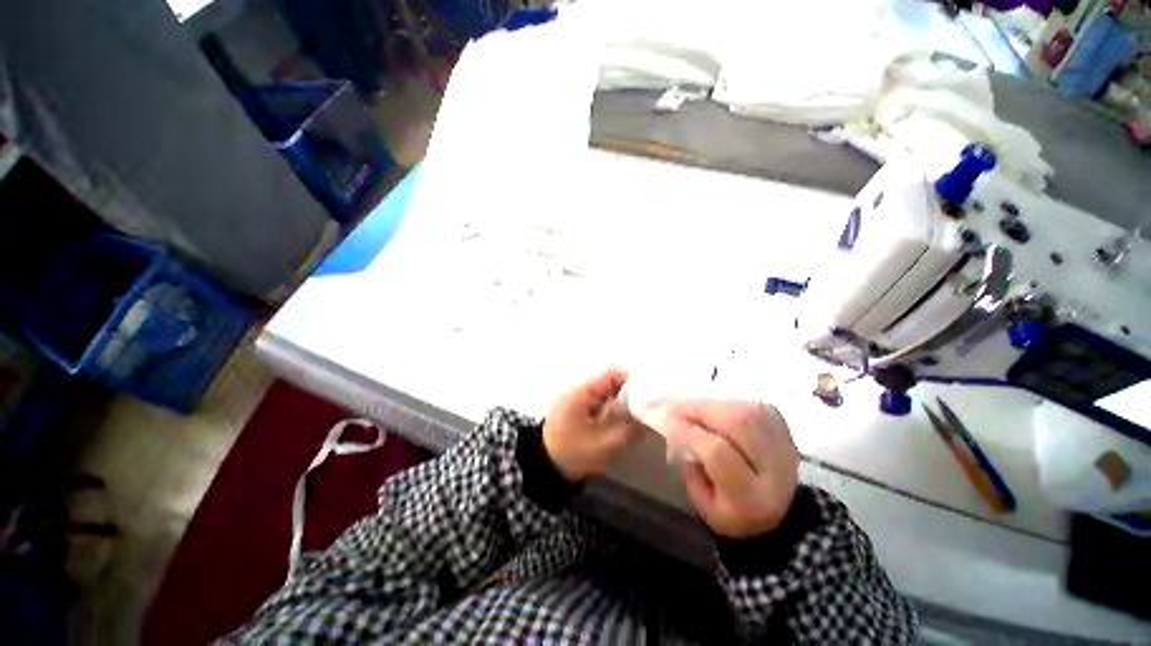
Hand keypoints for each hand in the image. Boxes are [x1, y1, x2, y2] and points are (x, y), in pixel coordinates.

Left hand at [543, 368, 641, 482]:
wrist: (543, 468)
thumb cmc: (570, 454)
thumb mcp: (602, 445)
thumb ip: (628, 432)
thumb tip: (649, 421)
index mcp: (582, 390)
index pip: (613, 372)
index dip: (633, 380)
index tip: (650, 395)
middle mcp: (580, 388)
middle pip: (612, 381)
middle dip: (631, 394)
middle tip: (648, 409)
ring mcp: (579, 397)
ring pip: (608, 391)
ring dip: (623, 402)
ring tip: (639, 416)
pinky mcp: (579, 408)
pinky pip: (602, 401)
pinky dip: (613, 408)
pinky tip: (624, 421)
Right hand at [662, 399, 798, 537]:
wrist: (781, 513)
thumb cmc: (734, 512)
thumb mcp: (705, 507)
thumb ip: (690, 473)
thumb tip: (679, 435)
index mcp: (751, 497)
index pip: (718, 453)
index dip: (689, 433)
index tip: (667, 422)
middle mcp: (775, 469)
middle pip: (738, 423)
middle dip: (700, 409)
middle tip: (675, 406)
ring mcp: (784, 444)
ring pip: (745, 409)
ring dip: (712, 403)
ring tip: (691, 405)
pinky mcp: (784, 428)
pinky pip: (752, 405)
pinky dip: (728, 402)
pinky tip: (713, 408)